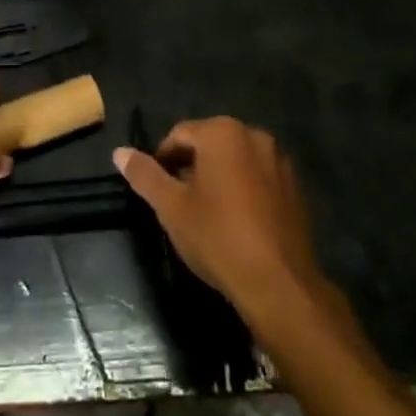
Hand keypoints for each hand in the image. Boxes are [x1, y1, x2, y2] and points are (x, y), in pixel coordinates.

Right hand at [115, 118, 324, 324]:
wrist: (279, 284)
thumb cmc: (218, 238)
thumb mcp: (171, 208)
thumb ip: (145, 175)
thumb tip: (120, 152)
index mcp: (222, 132)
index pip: (179, 136)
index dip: (162, 161)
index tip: (158, 191)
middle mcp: (254, 135)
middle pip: (209, 144)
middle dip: (191, 168)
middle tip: (179, 204)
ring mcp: (279, 160)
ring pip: (235, 161)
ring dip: (218, 178)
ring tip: (207, 214)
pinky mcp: (295, 187)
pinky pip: (258, 178)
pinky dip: (243, 190)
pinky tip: (237, 222)